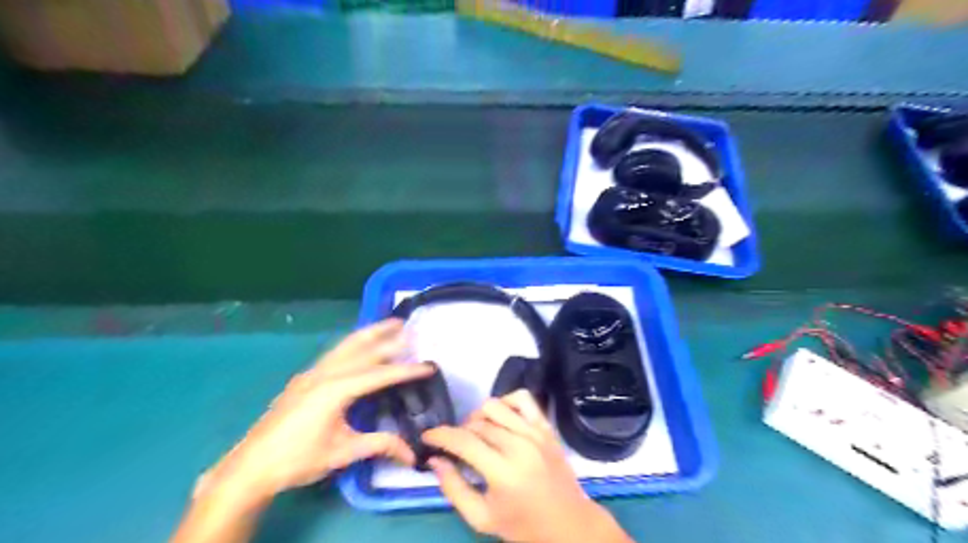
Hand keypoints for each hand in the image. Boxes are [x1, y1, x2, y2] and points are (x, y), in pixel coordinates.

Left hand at [197, 318, 431, 503]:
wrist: (250, 467)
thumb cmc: (298, 459)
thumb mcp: (342, 453)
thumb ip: (379, 445)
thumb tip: (412, 454)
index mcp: (336, 390)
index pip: (379, 374)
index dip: (406, 371)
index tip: (428, 366)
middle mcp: (325, 373)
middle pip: (362, 349)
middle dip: (388, 338)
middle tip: (410, 326)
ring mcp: (312, 373)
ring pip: (346, 345)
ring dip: (370, 333)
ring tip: (389, 323)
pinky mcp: (305, 378)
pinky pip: (336, 352)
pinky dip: (354, 343)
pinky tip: (360, 344)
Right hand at [425, 390, 636, 541]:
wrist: (569, 523)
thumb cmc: (522, 525)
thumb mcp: (481, 518)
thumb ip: (454, 488)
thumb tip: (435, 460)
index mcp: (503, 472)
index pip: (464, 441)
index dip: (440, 435)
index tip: (427, 437)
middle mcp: (520, 446)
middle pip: (477, 423)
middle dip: (459, 431)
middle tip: (455, 446)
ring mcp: (536, 433)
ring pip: (495, 406)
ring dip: (479, 416)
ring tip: (477, 433)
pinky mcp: (546, 427)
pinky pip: (523, 398)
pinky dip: (506, 401)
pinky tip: (501, 418)